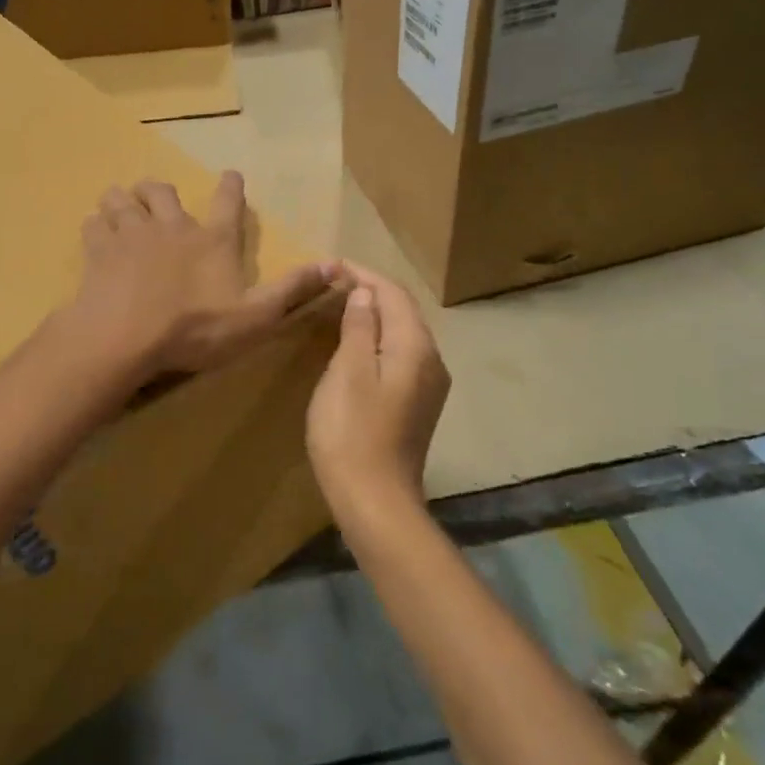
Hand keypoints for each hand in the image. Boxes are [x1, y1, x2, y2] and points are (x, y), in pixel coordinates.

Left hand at [67, 172, 336, 380]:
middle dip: (161, 191)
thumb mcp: (255, 316)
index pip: (228, 203)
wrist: (126, 336)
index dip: (231, 187)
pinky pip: (94, 224)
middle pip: (163, 191)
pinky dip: (96, 225)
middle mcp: (172, 227)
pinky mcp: (98, 250)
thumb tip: (338, 265)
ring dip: (123, 201)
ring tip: (122, 207)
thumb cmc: (195, 328)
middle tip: (159, 198)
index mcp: (212, 241)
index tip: (230, 174)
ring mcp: (131, 234)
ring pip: (123, 200)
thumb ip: (292, 289)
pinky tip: (97, 234)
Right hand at [306, 265, 450, 516]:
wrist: (374, 499)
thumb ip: (358, 327)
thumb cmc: (352, 431)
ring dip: (374, 315)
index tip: (333, 265)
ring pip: (402, 334)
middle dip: (371, 291)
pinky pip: (400, 356)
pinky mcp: (417, 405)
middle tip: (334, 282)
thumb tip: (365, 294)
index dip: (364, 275)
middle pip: (403, 312)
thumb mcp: (348, 372)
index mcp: (415, 347)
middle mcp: (431, 361)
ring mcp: (428, 386)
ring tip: (342, 305)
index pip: (393, 294)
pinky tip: (356, 344)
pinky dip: (378, 339)